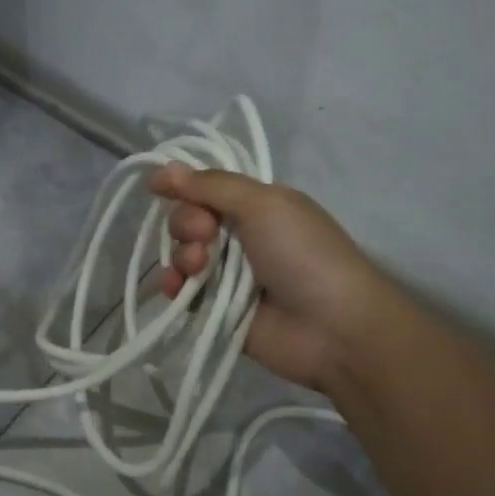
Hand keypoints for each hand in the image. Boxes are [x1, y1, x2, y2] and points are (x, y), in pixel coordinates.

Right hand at [148, 165, 392, 393]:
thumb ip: (211, 185)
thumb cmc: (302, 254)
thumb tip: (162, 168)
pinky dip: (173, 286)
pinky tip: (176, 288)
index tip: (163, 190)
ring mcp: (227, 276)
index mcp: (257, 207)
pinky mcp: (216, 310)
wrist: (331, 327)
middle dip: (187, 225)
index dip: (185, 189)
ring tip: (199, 268)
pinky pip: (181, 292)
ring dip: (182, 256)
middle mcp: (241, 237)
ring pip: (182, 255)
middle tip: (207, 236)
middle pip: (189, 220)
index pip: (205, 190)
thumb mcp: (263, 204)